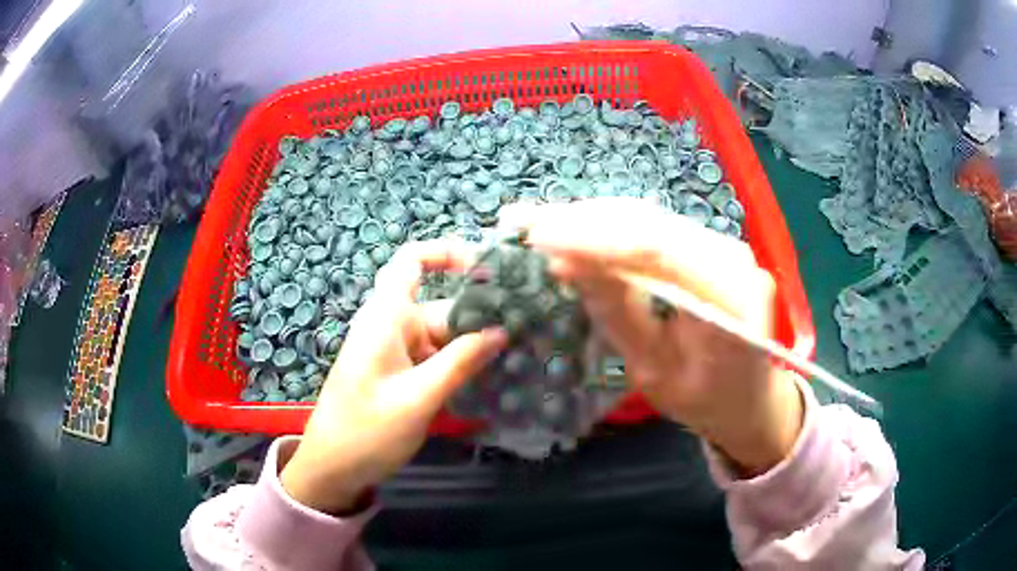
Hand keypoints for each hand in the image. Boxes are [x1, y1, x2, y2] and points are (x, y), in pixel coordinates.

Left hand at [281, 240, 506, 513]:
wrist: (333, 469)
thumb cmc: (366, 431)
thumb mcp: (417, 399)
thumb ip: (459, 363)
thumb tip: (501, 331)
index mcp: (385, 318)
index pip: (411, 262)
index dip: (447, 253)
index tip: (487, 268)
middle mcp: (392, 327)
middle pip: (442, 307)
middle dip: (481, 317)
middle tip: (529, 330)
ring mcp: (397, 353)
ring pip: (444, 337)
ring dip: (475, 347)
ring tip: (520, 356)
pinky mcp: (402, 375)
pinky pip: (437, 360)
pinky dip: (462, 366)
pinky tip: (493, 378)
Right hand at [503, 198, 802, 476]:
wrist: (751, 399)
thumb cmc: (706, 400)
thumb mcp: (654, 371)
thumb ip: (616, 313)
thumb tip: (565, 263)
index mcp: (730, 302)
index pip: (657, 251)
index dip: (594, 239)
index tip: (537, 238)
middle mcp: (733, 259)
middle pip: (650, 224)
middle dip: (583, 220)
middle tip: (523, 219)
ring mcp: (725, 247)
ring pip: (649, 218)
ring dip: (592, 218)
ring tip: (539, 220)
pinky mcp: (710, 246)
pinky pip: (656, 228)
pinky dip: (611, 227)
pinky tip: (577, 228)